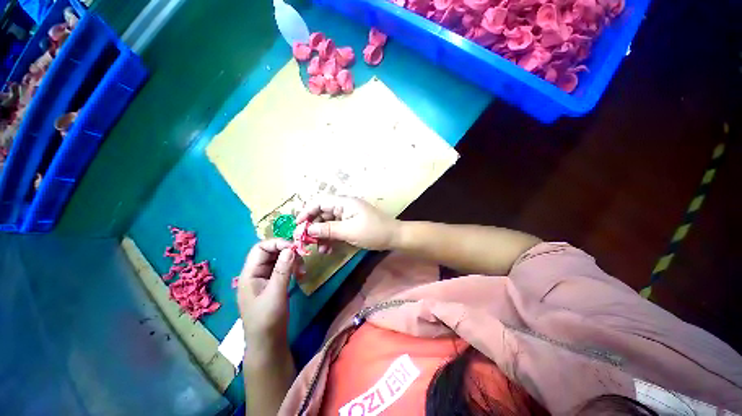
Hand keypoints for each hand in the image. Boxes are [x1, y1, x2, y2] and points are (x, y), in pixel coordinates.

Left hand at [237, 239, 303, 346]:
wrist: (267, 343)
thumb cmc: (268, 320)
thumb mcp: (276, 294)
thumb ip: (282, 270)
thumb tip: (290, 248)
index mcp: (249, 274)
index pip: (261, 248)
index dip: (277, 243)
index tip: (295, 248)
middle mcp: (255, 273)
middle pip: (271, 252)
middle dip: (287, 252)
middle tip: (302, 259)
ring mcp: (264, 278)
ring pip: (278, 260)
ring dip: (292, 261)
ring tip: (303, 271)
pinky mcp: (272, 284)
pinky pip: (282, 269)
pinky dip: (292, 268)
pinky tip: (300, 275)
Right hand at [296, 196, 399, 250]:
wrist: (393, 237)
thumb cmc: (373, 231)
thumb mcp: (349, 231)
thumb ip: (328, 229)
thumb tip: (308, 230)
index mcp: (344, 203)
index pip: (320, 202)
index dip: (306, 211)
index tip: (297, 225)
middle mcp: (344, 207)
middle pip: (322, 214)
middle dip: (313, 227)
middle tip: (305, 241)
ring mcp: (347, 217)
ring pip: (328, 224)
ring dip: (321, 236)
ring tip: (318, 249)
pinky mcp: (350, 226)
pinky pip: (336, 230)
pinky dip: (330, 239)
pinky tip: (327, 250)